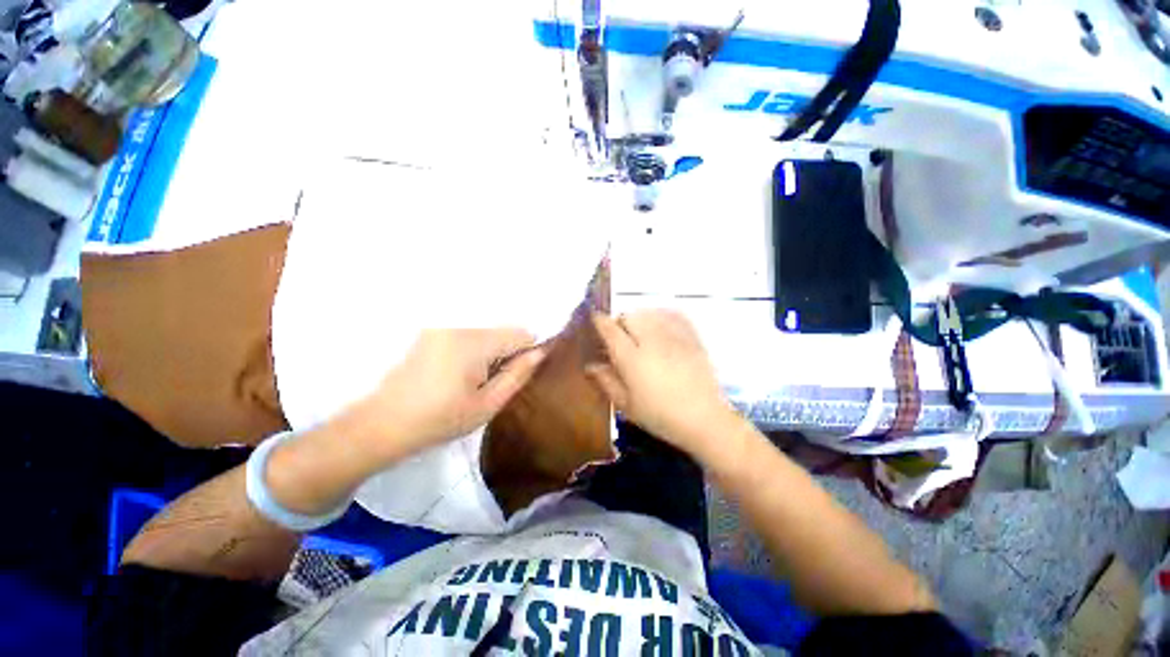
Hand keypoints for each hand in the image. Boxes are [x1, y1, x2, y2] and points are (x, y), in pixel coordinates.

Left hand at [356, 328, 545, 455]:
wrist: (382, 425)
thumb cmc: (439, 420)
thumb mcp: (487, 404)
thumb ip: (517, 375)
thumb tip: (540, 353)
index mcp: (474, 342)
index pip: (520, 334)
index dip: (525, 354)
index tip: (512, 377)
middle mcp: (458, 325)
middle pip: (502, 332)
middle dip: (505, 354)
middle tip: (488, 385)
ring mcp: (441, 327)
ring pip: (485, 334)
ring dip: (488, 354)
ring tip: (470, 383)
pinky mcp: (430, 333)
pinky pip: (467, 336)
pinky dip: (472, 352)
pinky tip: (455, 376)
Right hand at [587, 310, 735, 453]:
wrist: (704, 418)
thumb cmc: (660, 416)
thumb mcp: (627, 405)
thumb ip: (606, 382)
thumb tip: (590, 366)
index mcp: (631, 358)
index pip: (610, 329)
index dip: (600, 321)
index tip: (595, 318)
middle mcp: (650, 340)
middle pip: (630, 316)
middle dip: (620, 322)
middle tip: (621, 337)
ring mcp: (673, 336)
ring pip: (649, 312)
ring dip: (640, 318)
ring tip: (641, 332)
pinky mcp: (691, 337)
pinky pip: (673, 314)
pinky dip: (662, 314)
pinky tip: (661, 325)